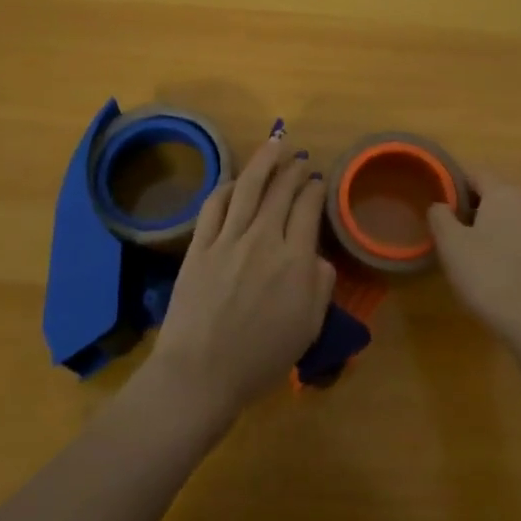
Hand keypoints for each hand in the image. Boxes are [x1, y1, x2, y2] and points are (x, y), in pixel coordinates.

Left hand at [149, 126, 335, 421]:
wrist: (200, 374)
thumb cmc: (260, 358)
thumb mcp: (309, 327)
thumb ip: (321, 285)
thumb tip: (318, 256)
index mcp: (295, 259)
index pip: (309, 207)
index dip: (316, 188)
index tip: (319, 181)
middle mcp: (264, 239)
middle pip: (281, 190)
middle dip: (294, 169)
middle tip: (300, 158)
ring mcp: (228, 240)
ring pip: (249, 187)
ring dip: (264, 162)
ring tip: (274, 145)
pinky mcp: (199, 246)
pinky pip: (214, 205)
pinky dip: (228, 187)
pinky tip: (236, 182)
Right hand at [427, 172, 520, 345]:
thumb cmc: (484, 271)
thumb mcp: (450, 242)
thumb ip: (440, 216)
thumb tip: (440, 205)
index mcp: (502, 192)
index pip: (475, 174)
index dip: (454, 184)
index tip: (438, 203)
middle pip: (492, 193)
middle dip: (470, 205)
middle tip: (447, 227)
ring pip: (505, 215)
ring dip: (486, 224)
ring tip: (465, 247)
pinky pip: (516, 235)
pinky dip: (501, 241)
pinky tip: (488, 263)